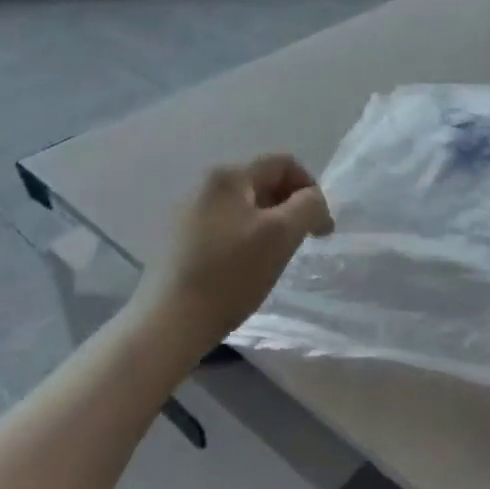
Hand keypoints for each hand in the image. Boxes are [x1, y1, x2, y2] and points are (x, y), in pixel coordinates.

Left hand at [135, 156, 333, 350]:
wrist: (170, 324)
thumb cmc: (231, 273)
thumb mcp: (283, 234)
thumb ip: (309, 205)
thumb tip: (314, 201)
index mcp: (229, 176)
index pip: (284, 164)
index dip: (310, 189)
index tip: (320, 226)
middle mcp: (205, 186)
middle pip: (264, 183)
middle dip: (291, 208)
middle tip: (302, 242)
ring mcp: (189, 214)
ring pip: (247, 208)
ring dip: (271, 225)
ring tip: (276, 257)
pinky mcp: (181, 241)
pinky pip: (227, 227)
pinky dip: (248, 239)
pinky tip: (247, 268)